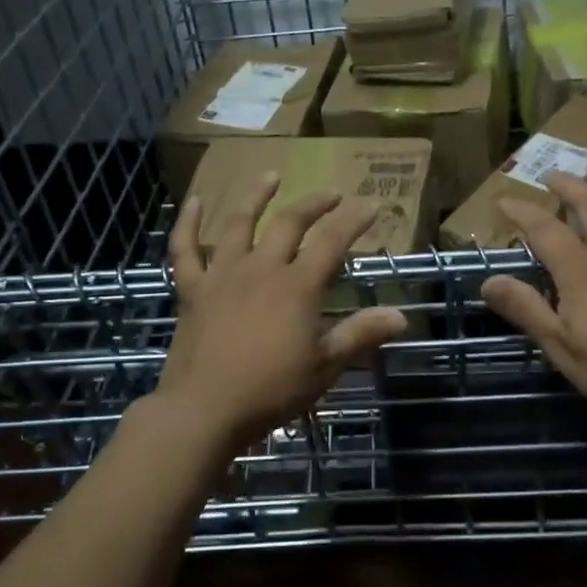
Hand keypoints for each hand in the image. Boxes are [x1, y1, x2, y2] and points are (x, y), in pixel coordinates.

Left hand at [162, 173, 407, 449]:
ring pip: (239, 224)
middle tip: (331, 193)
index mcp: (296, 286)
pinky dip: (186, 224)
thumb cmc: (270, 391)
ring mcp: (222, 275)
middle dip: (314, 204)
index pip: (331, 241)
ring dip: (256, 196)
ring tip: (271, 175)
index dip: (353, 221)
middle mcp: (261, 269)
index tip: (371, 205)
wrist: (203, 411)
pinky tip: (191, 202)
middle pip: (289, 223)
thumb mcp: (324, 366)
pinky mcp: (193, 290)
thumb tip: (401, 316)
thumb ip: (361, 334)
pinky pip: (185, 250)